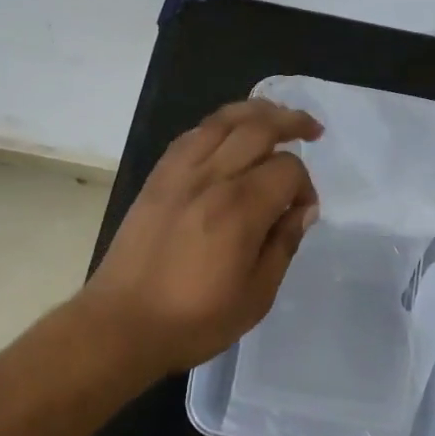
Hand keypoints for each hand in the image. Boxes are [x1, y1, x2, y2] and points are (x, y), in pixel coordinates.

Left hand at [82, 98, 321, 373]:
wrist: (121, 324)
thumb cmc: (194, 320)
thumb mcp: (256, 296)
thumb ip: (283, 245)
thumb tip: (303, 210)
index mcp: (239, 209)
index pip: (287, 169)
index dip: (305, 185)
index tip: (303, 210)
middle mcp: (211, 178)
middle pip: (258, 127)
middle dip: (292, 122)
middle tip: (313, 130)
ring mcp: (179, 172)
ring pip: (222, 119)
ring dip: (256, 111)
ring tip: (276, 115)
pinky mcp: (157, 176)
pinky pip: (192, 134)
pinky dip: (218, 124)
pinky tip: (229, 133)